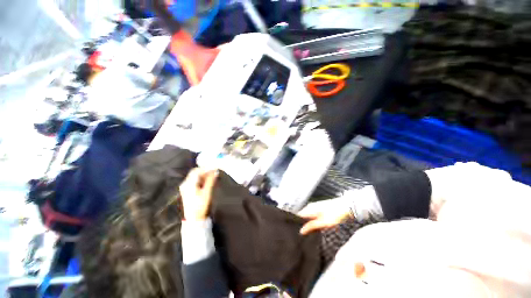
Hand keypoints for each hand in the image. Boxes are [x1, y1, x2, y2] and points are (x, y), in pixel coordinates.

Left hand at [179, 168, 218, 220]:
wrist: (193, 219)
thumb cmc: (200, 205)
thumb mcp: (207, 192)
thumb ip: (211, 180)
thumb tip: (215, 171)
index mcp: (189, 184)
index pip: (197, 171)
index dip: (206, 168)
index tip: (215, 167)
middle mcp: (185, 183)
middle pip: (195, 172)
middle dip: (205, 171)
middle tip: (214, 171)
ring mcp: (185, 187)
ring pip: (195, 176)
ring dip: (204, 175)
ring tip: (213, 176)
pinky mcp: (187, 190)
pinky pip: (194, 180)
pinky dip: (201, 179)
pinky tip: (207, 181)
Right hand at [298, 199, 351, 234]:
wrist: (345, 206)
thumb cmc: (335, 213)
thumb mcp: (322, 222)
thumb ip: (311, 226)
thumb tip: (301, 230)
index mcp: (309, 208)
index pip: (298, 216)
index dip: (298, 224)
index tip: (299, 232)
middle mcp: (310, 206)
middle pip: (303, 216)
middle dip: (304, 225)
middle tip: (307, 234)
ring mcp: (315, 206)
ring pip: (308, 216)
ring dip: (310, 223)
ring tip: (314, 231)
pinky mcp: (319, 207)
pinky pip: (313, 215)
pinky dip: (314, 221)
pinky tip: (319, 226)